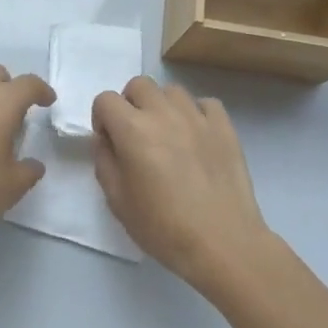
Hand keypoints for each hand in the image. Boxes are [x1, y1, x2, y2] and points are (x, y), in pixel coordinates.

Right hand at [91, 76, 285, 292]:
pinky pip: (205, 104)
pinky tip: (196, 137)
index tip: (109, 142)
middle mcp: (164, 113)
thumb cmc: (162, 227)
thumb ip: (104, 161)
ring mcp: (198, 117)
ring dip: (162, 106)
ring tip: (167, 135)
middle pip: (139, 85)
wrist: (222, 243)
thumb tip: (106, 140)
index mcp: (132, 129)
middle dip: (130, 104)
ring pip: (172, 91)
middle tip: (136, 135)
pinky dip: (196, 113)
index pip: (105, 99)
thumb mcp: (117, 200)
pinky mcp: (225, 128)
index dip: (102, 119)